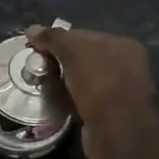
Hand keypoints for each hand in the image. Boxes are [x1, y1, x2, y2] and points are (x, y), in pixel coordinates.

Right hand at [26, 25, 158, 158]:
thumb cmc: (98, 81)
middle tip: (39, 67)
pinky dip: (72, 99)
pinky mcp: (112, 113)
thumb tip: (31, 30)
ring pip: (85, 80)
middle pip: (85, 57)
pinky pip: (86, 99)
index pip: (85, 35)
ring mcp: (121, 90)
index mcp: (123, 44)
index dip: (60, 40)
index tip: (38, 48)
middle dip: (62, 62)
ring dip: (66, 82)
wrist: (116, 128)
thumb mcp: (72, 51)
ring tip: (44, 85)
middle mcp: (127, 65)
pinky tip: (58, 101)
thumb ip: (53, 38)